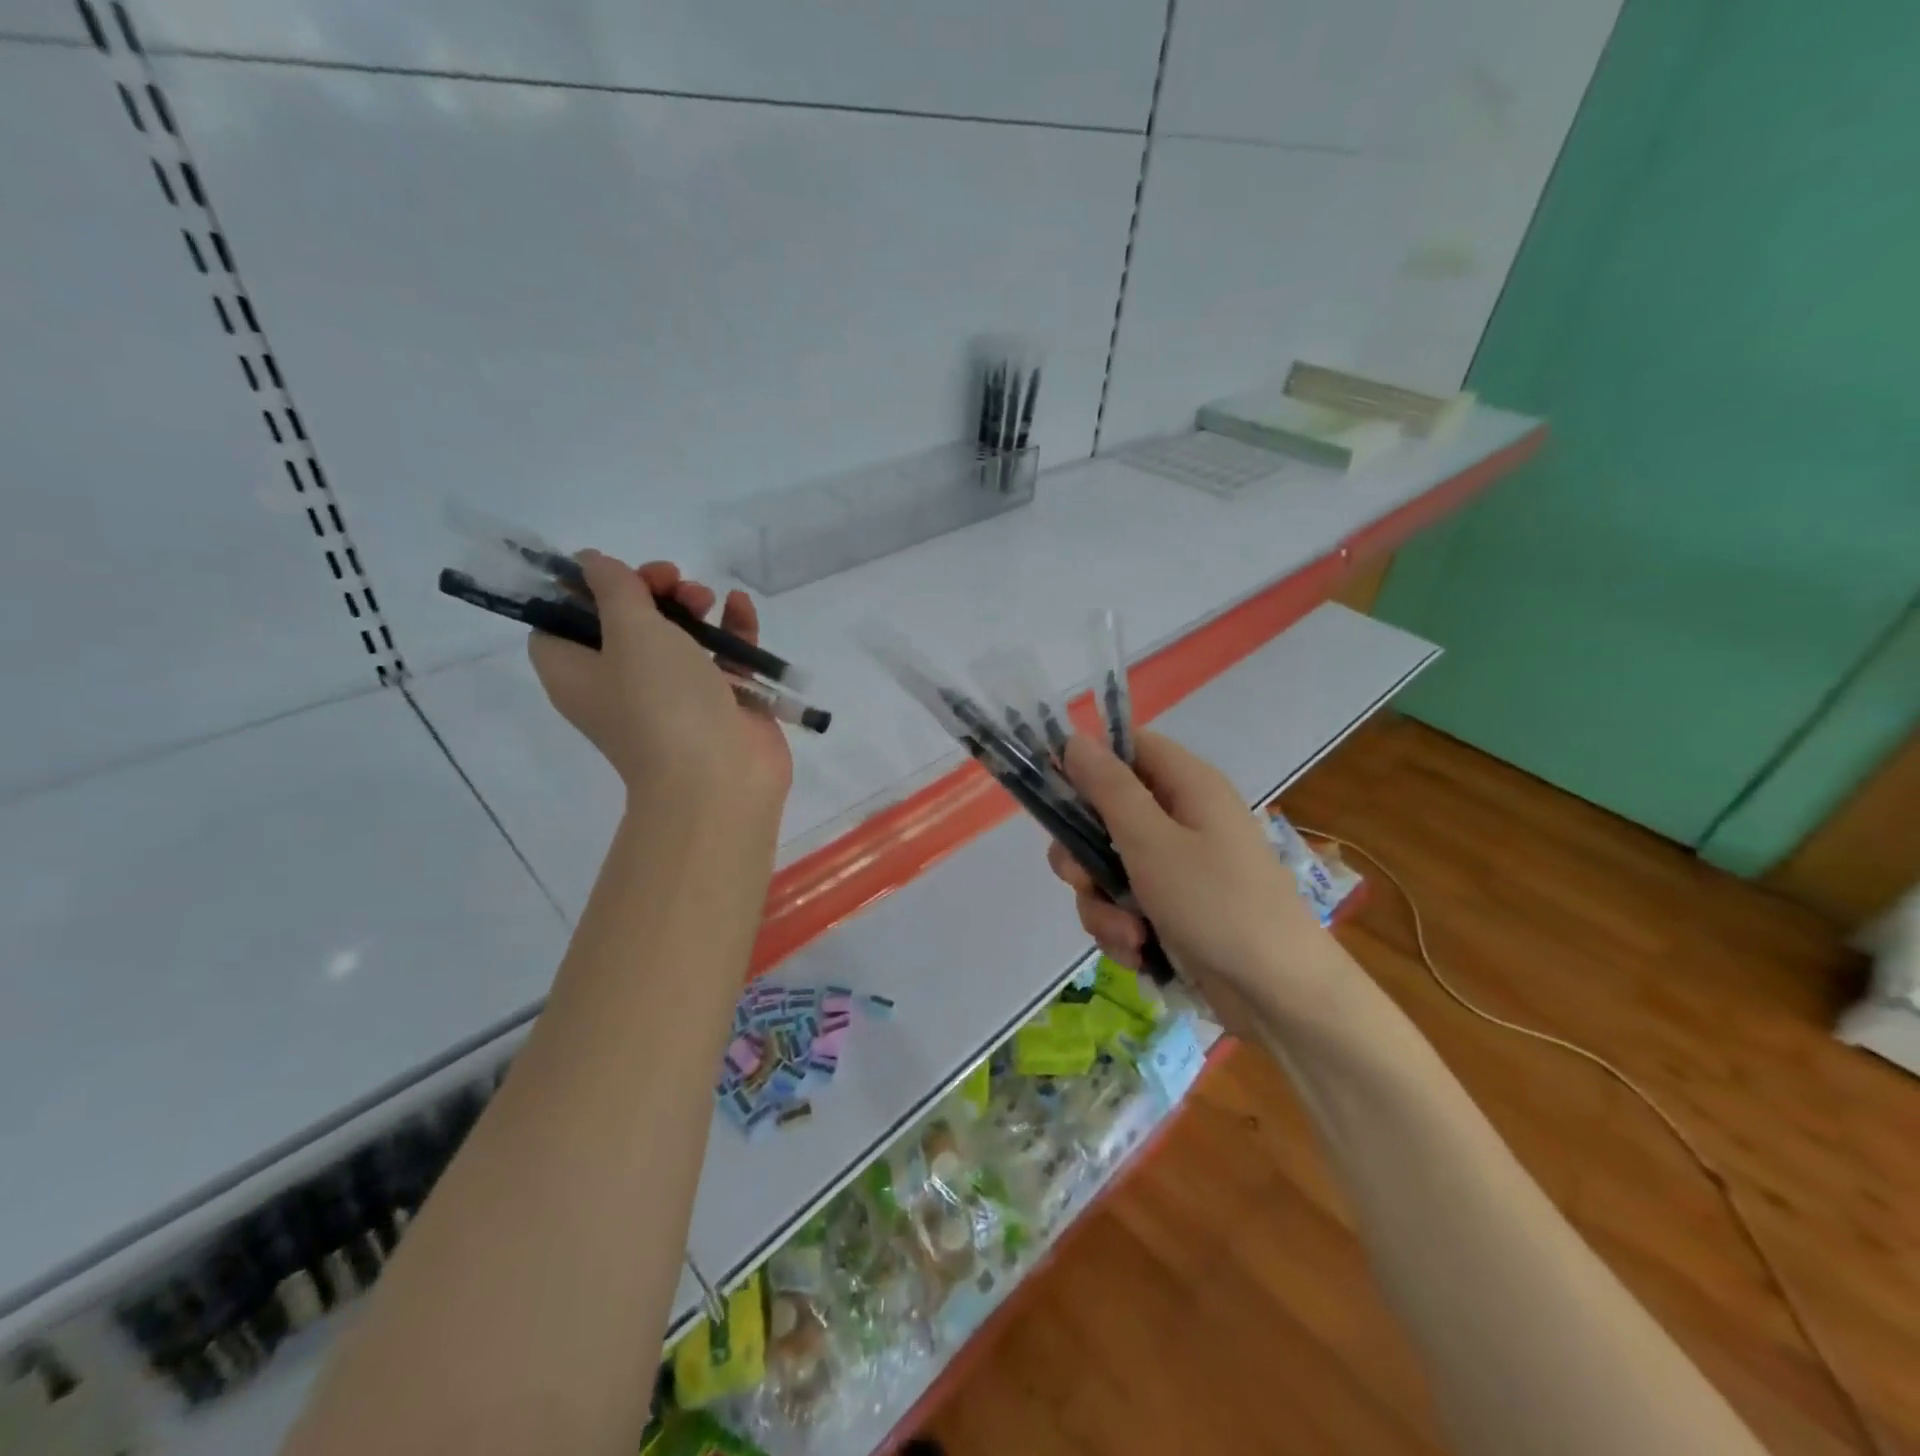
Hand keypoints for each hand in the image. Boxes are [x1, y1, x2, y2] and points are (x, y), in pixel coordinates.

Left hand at [528, 553, 792, 822]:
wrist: (720, 779)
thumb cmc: (663, 703)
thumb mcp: (630, 632)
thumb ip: (614, 588)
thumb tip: (590, 562)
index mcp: (578, 673)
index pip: (560, 623)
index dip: (580, 590)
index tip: (613, 572)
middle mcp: (620, 684)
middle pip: (624, 623)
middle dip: (648, 591)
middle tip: (671, 580)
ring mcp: (674, 695)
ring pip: (677, 637)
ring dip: (691, 606)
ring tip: (708, 598)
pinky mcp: (720, 702)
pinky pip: (721, 655)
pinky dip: (730, 628)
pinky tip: (741, 606)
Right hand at [1046, 730, 1352, 1031]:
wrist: (1279, 994)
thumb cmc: (1216, 904)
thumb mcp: (1152, 841)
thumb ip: (1108, 788)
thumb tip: (1074, 739)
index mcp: (1187, 785)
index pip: (1128, 747)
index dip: (1088, 762)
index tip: (1054, 793)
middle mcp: (1182, 819)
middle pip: (1106, 814)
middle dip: (1084, 855)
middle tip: (1083, 880)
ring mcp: (1178, 867)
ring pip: (1108, 868)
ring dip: (1103, 904)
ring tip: (1128, 934)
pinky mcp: (1174, 909)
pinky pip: (1126, 905)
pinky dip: (1123, 930)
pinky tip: (1138, 953)